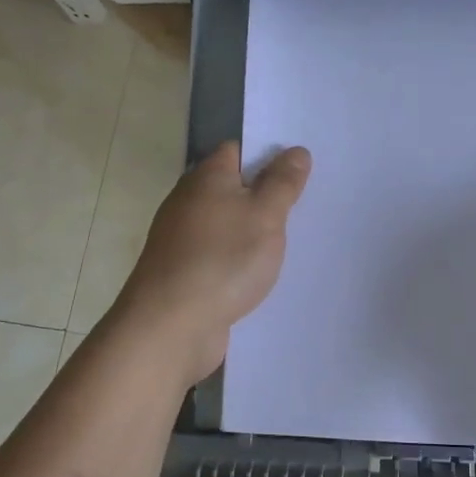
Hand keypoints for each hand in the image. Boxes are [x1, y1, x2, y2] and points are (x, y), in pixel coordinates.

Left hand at [117, 141, 311, 384]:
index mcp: (205, 178)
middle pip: (231, 189)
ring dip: (252, 233)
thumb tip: (296, 151)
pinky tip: (260, 276)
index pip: (237, 151)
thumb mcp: (265, 215)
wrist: (170, 326)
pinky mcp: (183, 274)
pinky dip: (238, 262)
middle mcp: (187, 202)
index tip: (299, 170)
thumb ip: (283, 182)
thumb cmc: (223, 260)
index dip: (267, 155)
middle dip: (264, 196)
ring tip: (292, 242)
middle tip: (305, 206)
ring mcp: (181, 240)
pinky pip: (218, 257)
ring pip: (226, 225)